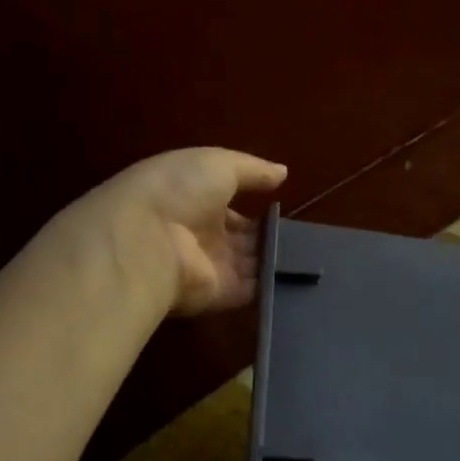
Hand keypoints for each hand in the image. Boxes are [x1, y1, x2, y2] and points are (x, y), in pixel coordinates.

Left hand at [57, 148, 286, 315]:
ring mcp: (212, 268)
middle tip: (307, 236)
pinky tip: (302, 277)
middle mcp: (202, 236)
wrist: (146, 241)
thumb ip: (253, 170)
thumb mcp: (218, 164)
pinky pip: (252, 292)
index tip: (284, 209)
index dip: (257, 209)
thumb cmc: (178, 190)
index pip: (231, 209)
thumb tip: (283, 172)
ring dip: (277, 260)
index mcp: (196, 201)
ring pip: (252, 265)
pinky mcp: (220, 296)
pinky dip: (274, 286)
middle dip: (271, 237)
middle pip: (244, 239)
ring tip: (313, 255)